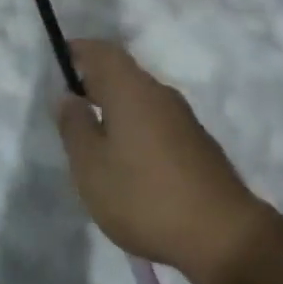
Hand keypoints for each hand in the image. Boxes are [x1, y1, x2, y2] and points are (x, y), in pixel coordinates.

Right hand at [56, 40, 269, 283]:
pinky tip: (127, 159)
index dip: (80, 50)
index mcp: (131, 90)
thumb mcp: (92, 167)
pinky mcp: (197, 143)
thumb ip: (75, 127)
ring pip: (141, 99)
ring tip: (93, 136)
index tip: (60, 57)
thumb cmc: (145, 196)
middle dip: (95, 81)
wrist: (222, 233)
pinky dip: (135, 126)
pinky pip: (156, 120)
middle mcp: (160, 94)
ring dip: (115, 107)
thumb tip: (67, 96)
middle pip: (123, 74)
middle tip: (69, 104)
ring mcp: (183, 118)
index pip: (103, 52)